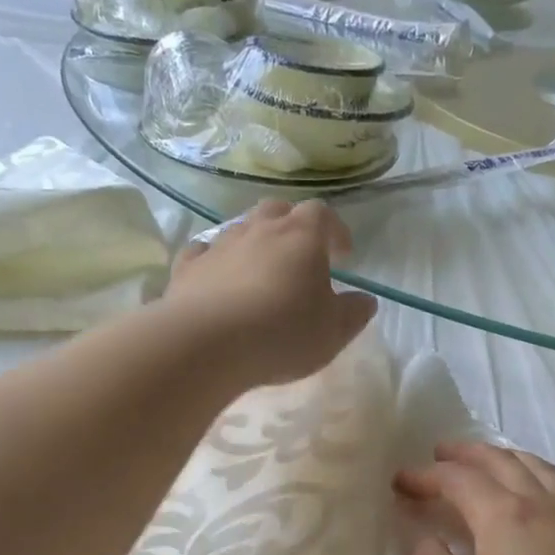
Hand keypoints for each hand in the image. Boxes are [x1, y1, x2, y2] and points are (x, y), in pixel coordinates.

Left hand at [165, 199, 376, 387]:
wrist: (208, 344)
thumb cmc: (283, 334)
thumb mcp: (333, 332)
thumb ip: (353, 313)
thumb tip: (365, 300)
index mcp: (302, 237)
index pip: (323, 215)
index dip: (335, 230)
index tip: (343, 254)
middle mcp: (259, 229)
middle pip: (279, 210)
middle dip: (293, 226)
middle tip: (301, 254)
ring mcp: (220, 244)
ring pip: (241, 228)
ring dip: (255, 242)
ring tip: (262, 270)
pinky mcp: (188, 267)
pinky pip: (205, 251)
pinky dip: (216, 259)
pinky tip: (218, 277)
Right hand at [395, 442, 554, 554]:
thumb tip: (421, 540)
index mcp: (503, 516)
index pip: (456, 479)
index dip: (424, 475)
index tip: (401, 482)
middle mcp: (542, 502)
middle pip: (499, 460)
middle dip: (464, 454)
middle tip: (439, 454)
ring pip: (537, 467)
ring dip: (504, 457)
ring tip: (487, 461)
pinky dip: (543, 474)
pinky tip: (544, 488)